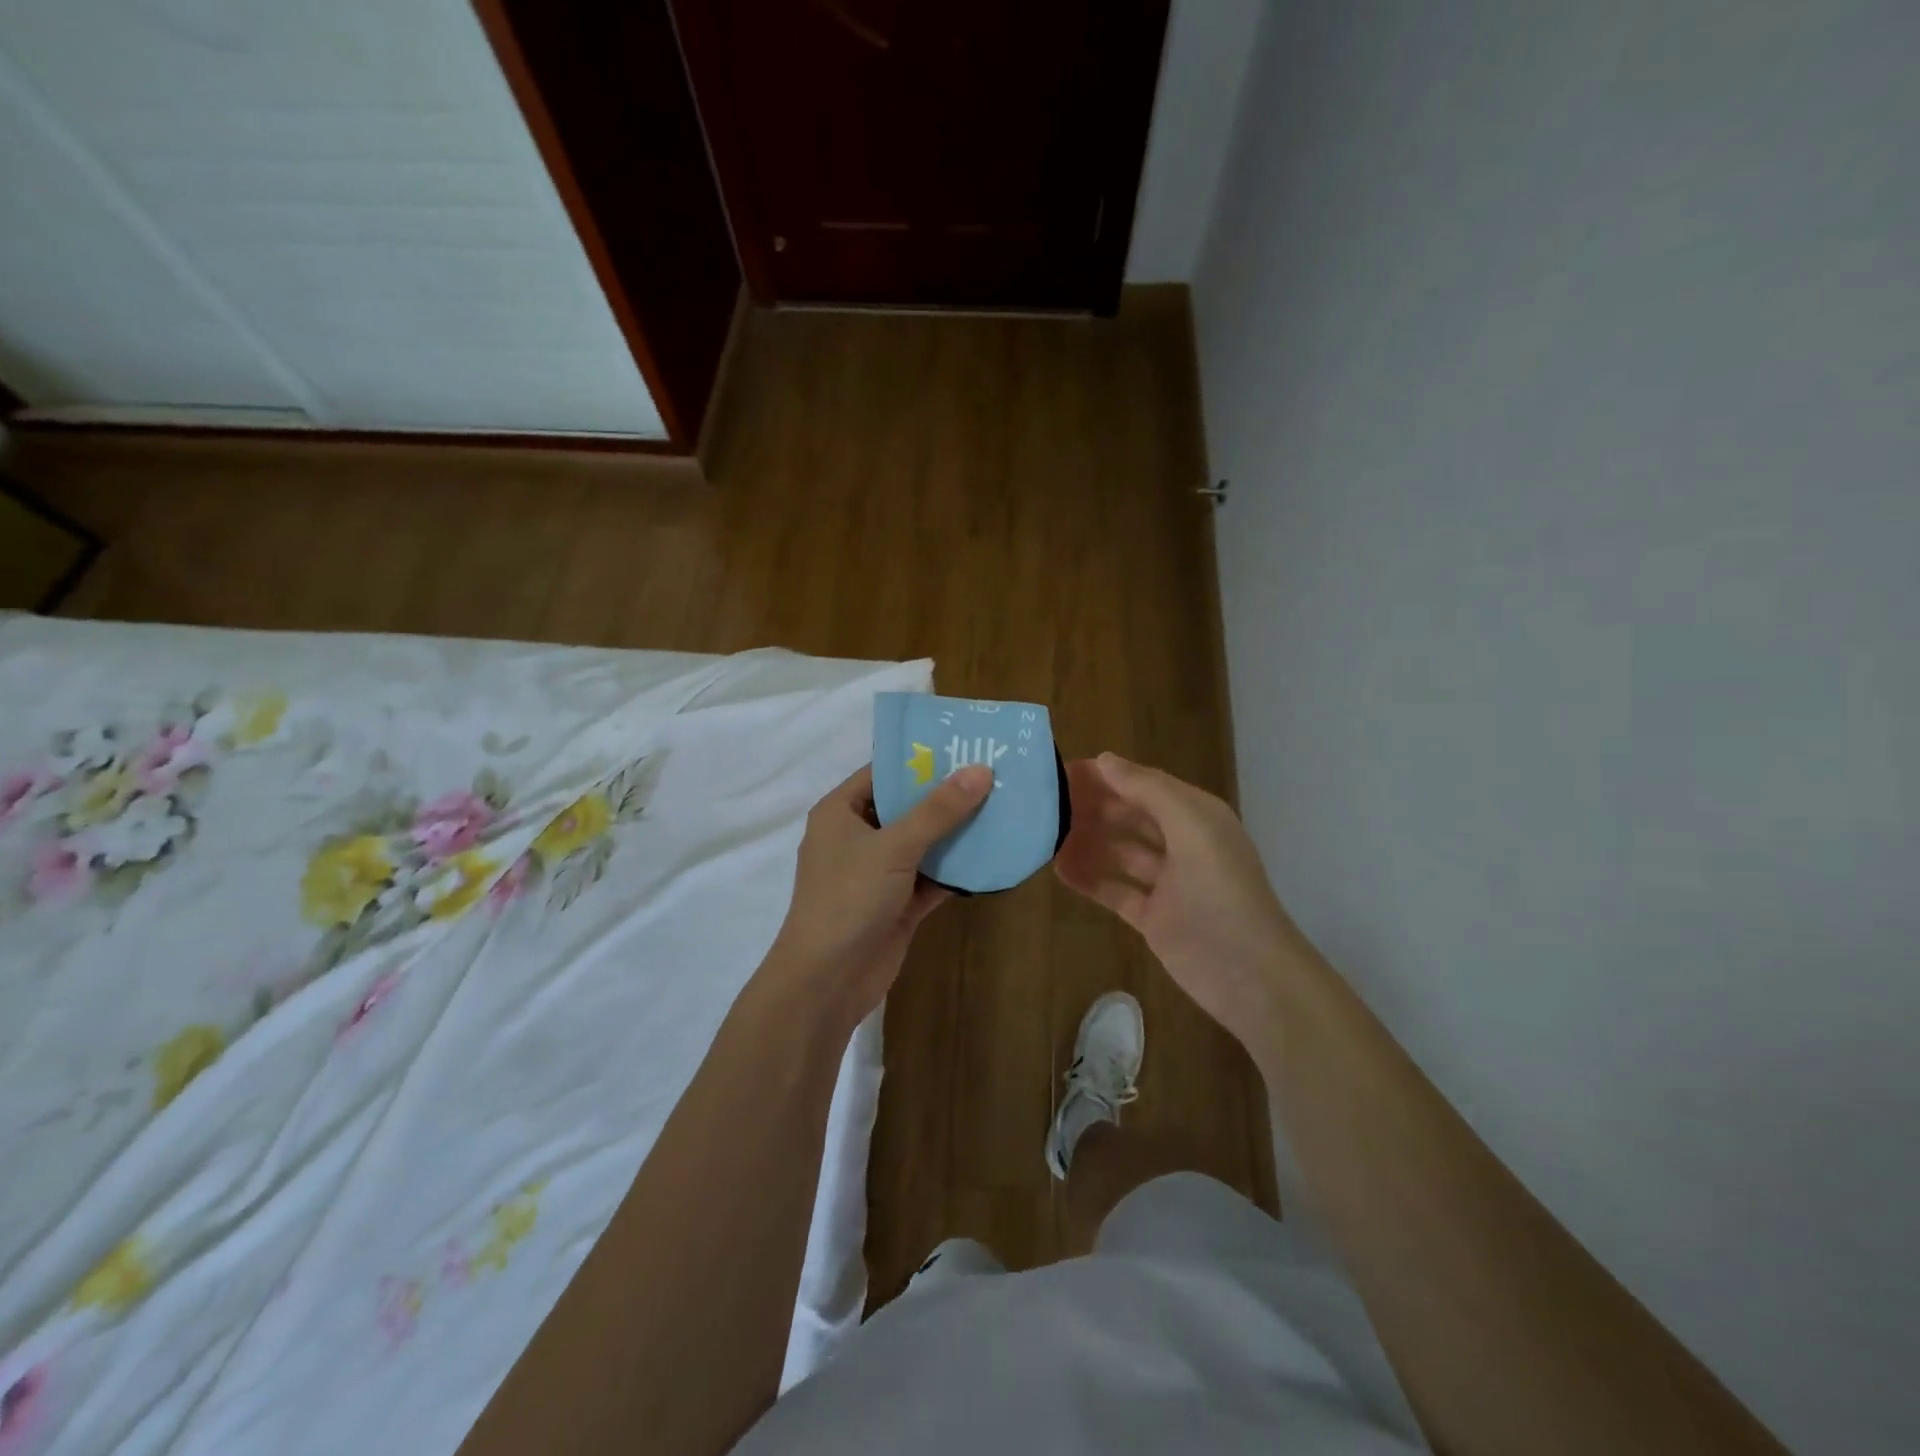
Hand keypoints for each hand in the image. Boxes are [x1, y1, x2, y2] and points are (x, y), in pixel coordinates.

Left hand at [765, 762, 992, 1023]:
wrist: (827, 981)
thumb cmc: (849, 898)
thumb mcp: (895, 846)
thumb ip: (938, 810)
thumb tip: (980, 770)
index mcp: (840, 812)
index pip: (883, 772)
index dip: (921, 760)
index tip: (964, 747)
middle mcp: (856, 837)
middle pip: (906, 807)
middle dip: (946, 796)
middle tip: (993, 776)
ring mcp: (877, 872)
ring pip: (922, 843)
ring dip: (956, 833)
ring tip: (1002, 808)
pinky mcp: (896, 903)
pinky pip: (930, 876)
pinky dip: (956, 869)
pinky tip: (992, 855)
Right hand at [1055, 753, 1298, 1047]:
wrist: (1249, 974)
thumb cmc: (1220, 891)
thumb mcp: (1190, 827)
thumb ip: (1148, 789)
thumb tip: (1105, 759)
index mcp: (1196, 817)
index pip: (1144, 785)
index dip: (1107, 776)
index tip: (1062, 771)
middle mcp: (1183, 844)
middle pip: (1131, 816)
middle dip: (1094, 806)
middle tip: (1046, 803)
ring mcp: (1168, 883)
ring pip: (1120, 852)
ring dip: (1088, 841)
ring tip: (1046, 834)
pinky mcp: (1154, 917)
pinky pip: (1115, 890)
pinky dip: (1090, 879)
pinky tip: (1059, 870)